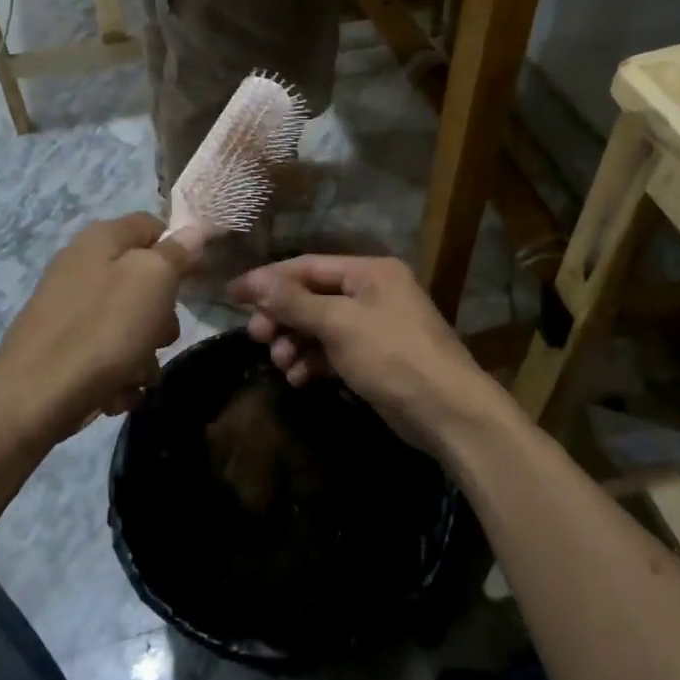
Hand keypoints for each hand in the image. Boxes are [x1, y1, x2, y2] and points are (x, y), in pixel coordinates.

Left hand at [0, 213, 194, 444]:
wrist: (33, 399)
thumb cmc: (102, 330)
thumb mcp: (152, 281)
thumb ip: (176, 252)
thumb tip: (194, 230)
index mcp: (101, 238)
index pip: (153, 225)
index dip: (179, 249)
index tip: (195, 282)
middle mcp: (81, 264)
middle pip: (143, 279)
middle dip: (161, 313)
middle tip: (161, 336)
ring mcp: (68, 306)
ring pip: (129, 321)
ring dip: (143, 351)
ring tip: (136, 373)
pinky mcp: (60, 344)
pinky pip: (106, 350)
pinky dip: (117, 371)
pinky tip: (114, 390)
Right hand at [226, 254, 514, 459]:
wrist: (448, 412)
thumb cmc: (393, 356)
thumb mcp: (340, 324)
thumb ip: (295, 302)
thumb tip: (255, 282)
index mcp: (370, 272)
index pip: (307, 266)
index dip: (268, 279)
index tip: (231, 294)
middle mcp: (373, 292)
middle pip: (312, 296)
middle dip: (282, 316)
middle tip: (256, 335)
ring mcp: (375, 327)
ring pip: (320, 326)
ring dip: (295, 342)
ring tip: (280, 361)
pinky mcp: (375, 358)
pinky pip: (333, 351)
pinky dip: (313, 361)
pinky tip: (298, 378)